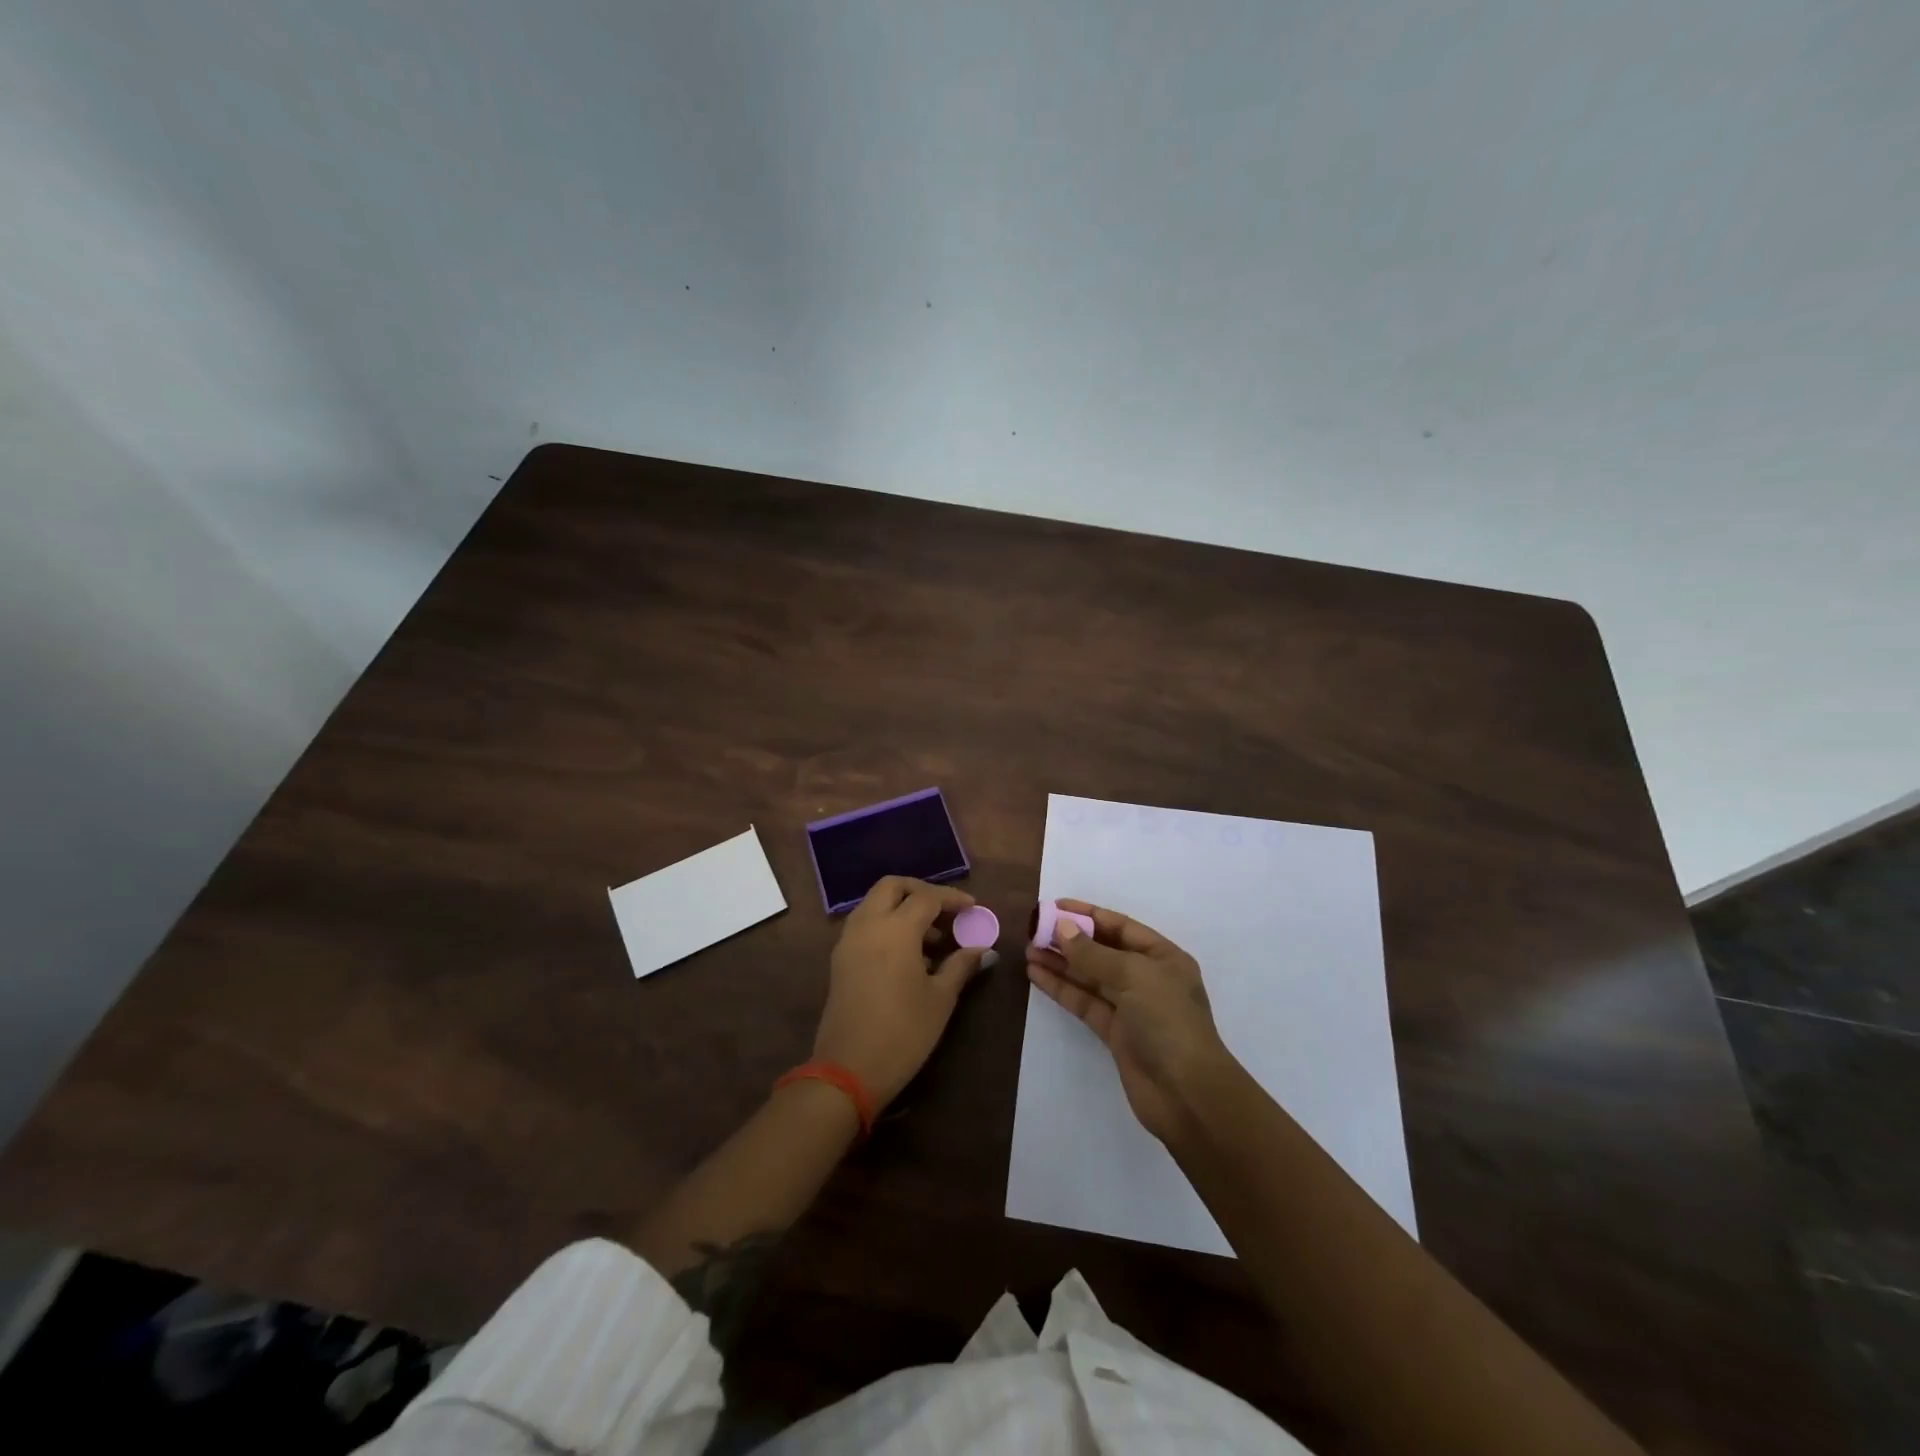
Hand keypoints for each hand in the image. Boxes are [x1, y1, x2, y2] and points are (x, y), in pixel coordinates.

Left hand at [814, 876, 989, 1108]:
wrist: (848, 1070)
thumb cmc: (903, 1033)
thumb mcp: (940, 999)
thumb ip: (961, 966)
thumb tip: (983, 950)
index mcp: (895, 930)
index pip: (926, 897)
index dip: (952, 899)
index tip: (972, 909)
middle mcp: (867, 925)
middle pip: (892, 886)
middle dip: (920, 891)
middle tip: (946, 911)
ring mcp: (848, 941)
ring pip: (874, 903)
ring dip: (902, 907)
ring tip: (932, 937)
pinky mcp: (840, 959)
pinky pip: (865, 924)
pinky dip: (886, 923)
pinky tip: (908, 953)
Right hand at [1025, 899, 1232, 1142]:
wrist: (1186, 1094)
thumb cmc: (1168, 1022)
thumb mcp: (1133, 976)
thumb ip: (1094, 953)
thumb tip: (1062, 928)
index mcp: (1163, 957)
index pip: (1120, 926)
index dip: (1087, 914)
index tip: (1053, 907)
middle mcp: (1148, 978)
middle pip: (1103, 950)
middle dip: (1070, 939)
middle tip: (1033, 930)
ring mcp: (1131, 1007)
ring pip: (1090, 977)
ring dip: (1061, 963)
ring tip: (1027, 950)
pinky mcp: (1114, 1033)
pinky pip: (1084, 1002)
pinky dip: (1061, 988)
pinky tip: (1037, 975)